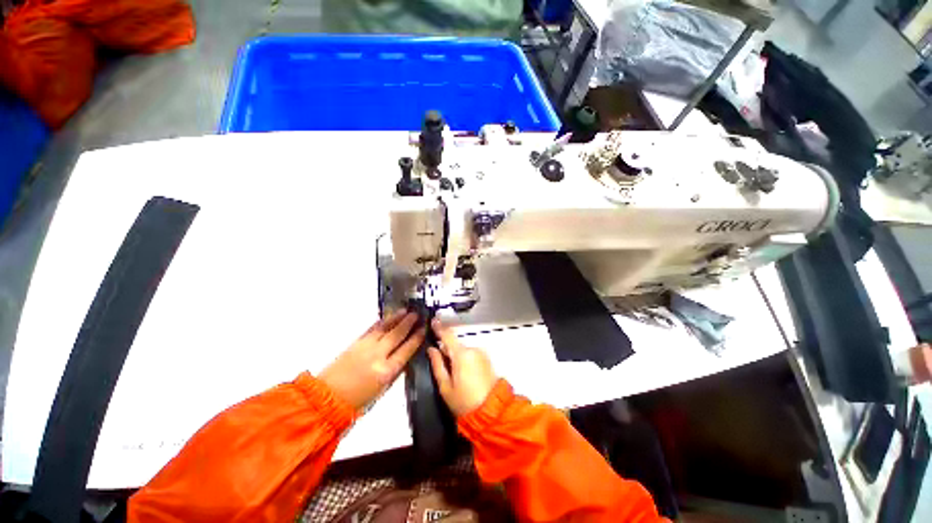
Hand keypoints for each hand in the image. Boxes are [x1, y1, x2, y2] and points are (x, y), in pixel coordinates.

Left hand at [320, 311, 424, 409]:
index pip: (407, 350)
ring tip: (405, 311)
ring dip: (396, 318)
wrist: (327, 398)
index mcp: (387, 371)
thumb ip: (396, 371)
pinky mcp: (355, 343)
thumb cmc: (358, 400)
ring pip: (385, 328)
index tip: (423, 329)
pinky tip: (387, 317)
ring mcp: (366, 347)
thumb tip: (406, 356)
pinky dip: (381, 322)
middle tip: (417, 314)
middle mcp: (378, 355)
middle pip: (397, 335)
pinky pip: (372, 329)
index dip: (417, 338)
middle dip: (408, 323)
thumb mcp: (383, 389)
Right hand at [428, 318, 497, 416]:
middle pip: (455, 344)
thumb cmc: (464, 401)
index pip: (448, 335)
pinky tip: (464, 374)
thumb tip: (431, 349)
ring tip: (454, 374)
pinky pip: (471, 354)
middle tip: (442, 365)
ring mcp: (481, 353)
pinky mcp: (487, 359)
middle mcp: (473, 349)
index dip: (439, 328)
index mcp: (461, 354)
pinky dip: (465, 359)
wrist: (491, 411)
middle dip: (447, 350)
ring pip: (463, 350)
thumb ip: (437, 365)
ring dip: (457, 356)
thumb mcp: (445, 386)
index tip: (433, 321)